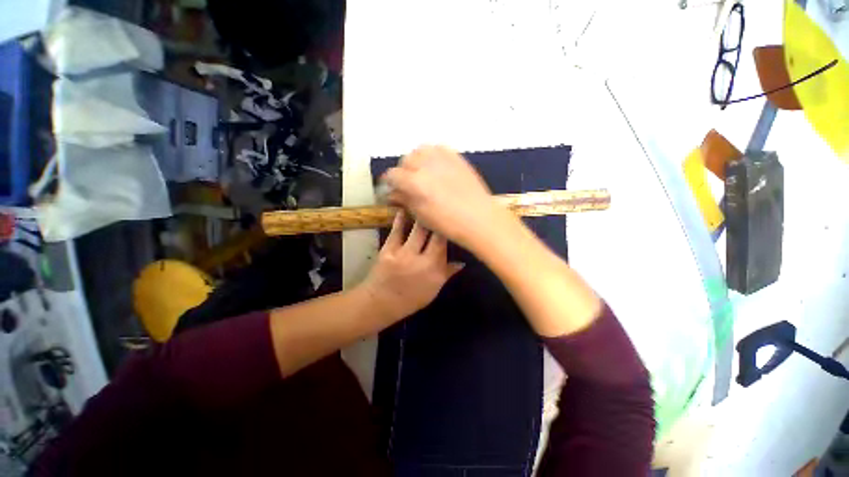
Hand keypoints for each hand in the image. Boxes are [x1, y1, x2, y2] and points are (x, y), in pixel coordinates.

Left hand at [360, 211, 463, 321]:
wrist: (380, 303)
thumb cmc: (411, 299)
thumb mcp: (433, 289)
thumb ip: (447, 273)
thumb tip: (462, 262)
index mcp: (435, 270)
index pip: (445, 244)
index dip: (448, 229)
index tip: (451, 219)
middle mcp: (422, 260)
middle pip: (434, 233)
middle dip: (438, 218)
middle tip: (441, 206)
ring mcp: (404, 253)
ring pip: (418, 229)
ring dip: (423, 215)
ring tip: (426, 201)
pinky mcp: (388, 249)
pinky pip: (397, 230)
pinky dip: (402, 218)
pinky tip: (405, 207)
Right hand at [383, 145, 505, 249]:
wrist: (479, 218)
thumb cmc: (449, 223)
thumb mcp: (421, 215)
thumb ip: (405, 200)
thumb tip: (393, 193)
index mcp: (415, 183)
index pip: (393, 174)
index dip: (390, 182)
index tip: (393, 188)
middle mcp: (426, 165)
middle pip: (405, 160)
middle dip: (404, 172)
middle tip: (409, 184)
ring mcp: (443, 158)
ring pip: (420, 150)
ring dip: (418, 161)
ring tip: (423, 174)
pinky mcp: (456, 157)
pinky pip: (438, 148)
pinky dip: (433, 156)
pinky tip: (437, 169)